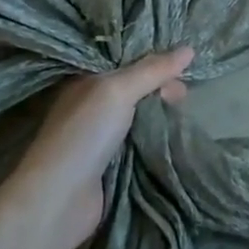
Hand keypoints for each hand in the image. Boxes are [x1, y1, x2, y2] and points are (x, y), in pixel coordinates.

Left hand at [0, 48, 194, 248]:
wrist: (59, 200)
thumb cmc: (85, 134)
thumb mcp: (118, 91)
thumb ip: (152, 70)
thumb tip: (189, 49)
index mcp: (87, 81)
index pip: (126, 61)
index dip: (155, 61)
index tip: (184, 66)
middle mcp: (91, 105)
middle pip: (135, 88)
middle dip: (161, 87)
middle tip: (184, 95)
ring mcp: (99, 137)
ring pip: (139, 115)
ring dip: (160, 113)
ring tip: (183, 113)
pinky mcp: (108, 165)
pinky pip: (139, 142)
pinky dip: (156, 138)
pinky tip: (173, 136)